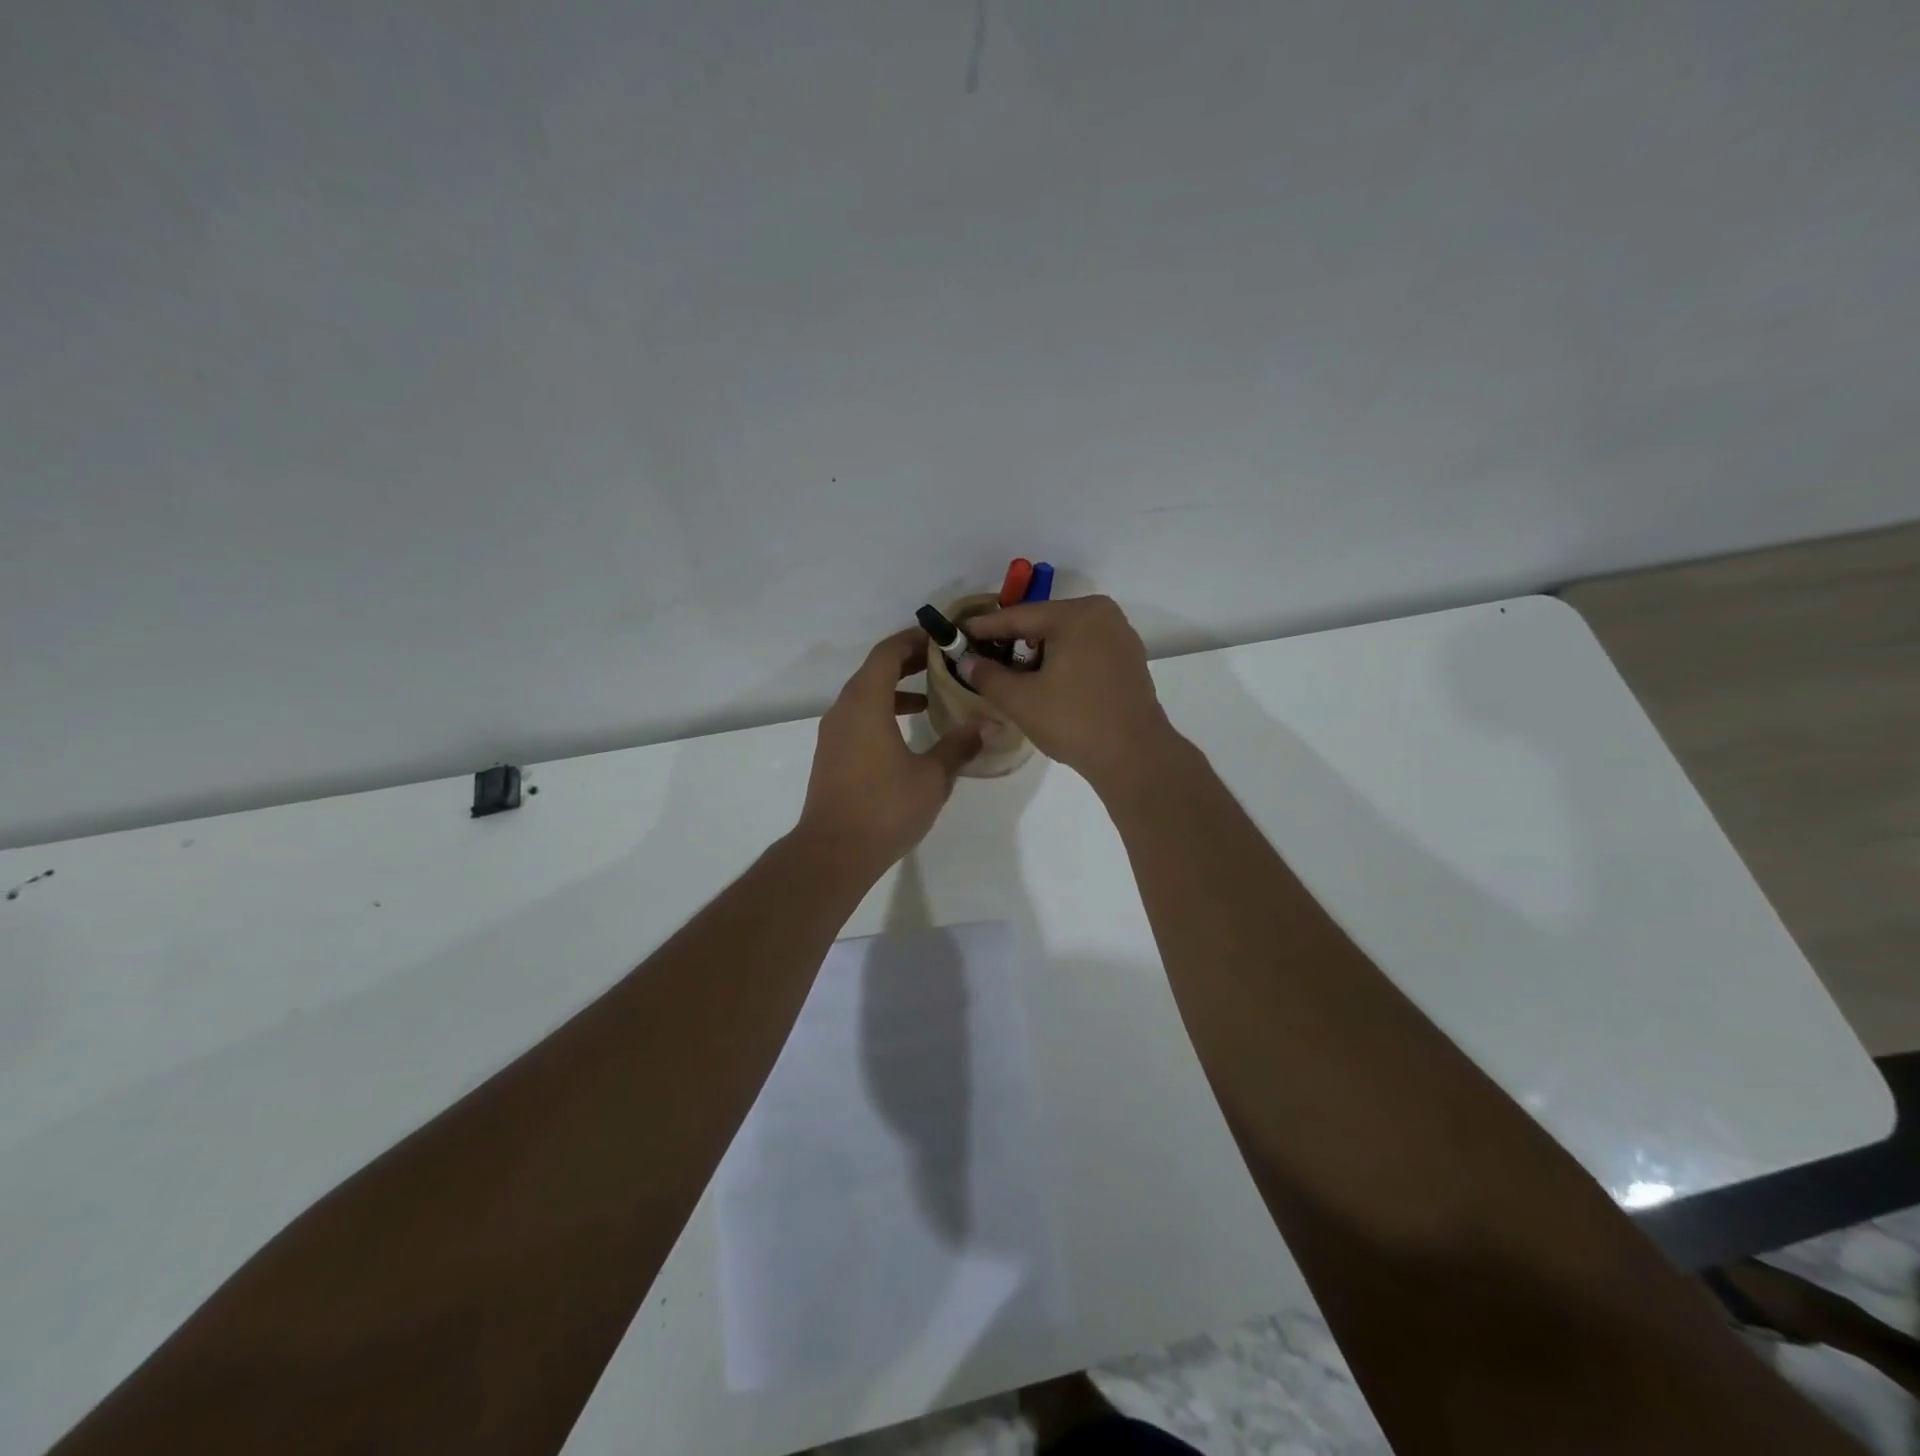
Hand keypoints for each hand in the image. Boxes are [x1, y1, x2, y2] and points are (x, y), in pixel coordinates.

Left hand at [797, 629, 983, 873]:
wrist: (833, 852)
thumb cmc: (885, 808)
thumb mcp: (932, 776)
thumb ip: (959, 746)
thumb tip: (987, 726)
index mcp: (865, 703)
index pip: (887, 653)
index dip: (914, 639)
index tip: (942, 638)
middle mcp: (844, 710)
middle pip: (874, 670)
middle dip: (908, 662)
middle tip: (944, 662)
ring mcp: (833, 733)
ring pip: (865, 696)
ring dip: (896, 689)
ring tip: (931, 696)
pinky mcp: (832, 755)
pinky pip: (858, 717)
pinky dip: (883, 711)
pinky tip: (908, 732)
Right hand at [956, 595, 1179, 791]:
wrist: (1134, 757)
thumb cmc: (1074, 721)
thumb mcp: (1021, 699)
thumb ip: (988, 675)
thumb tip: (965, 661)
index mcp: (1078, 614)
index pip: (1020, 616)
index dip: (985, 627)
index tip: (958, 632)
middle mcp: (1104, 616)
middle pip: (1044, 624)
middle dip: (1011, 641)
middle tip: (980, 655)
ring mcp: (1121, 638)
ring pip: (1065, 639)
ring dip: (1036, 654)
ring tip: (1007, 673)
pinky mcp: (1128, 662)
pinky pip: (1084, 652)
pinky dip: (1061, 663)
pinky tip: (1042, 682)